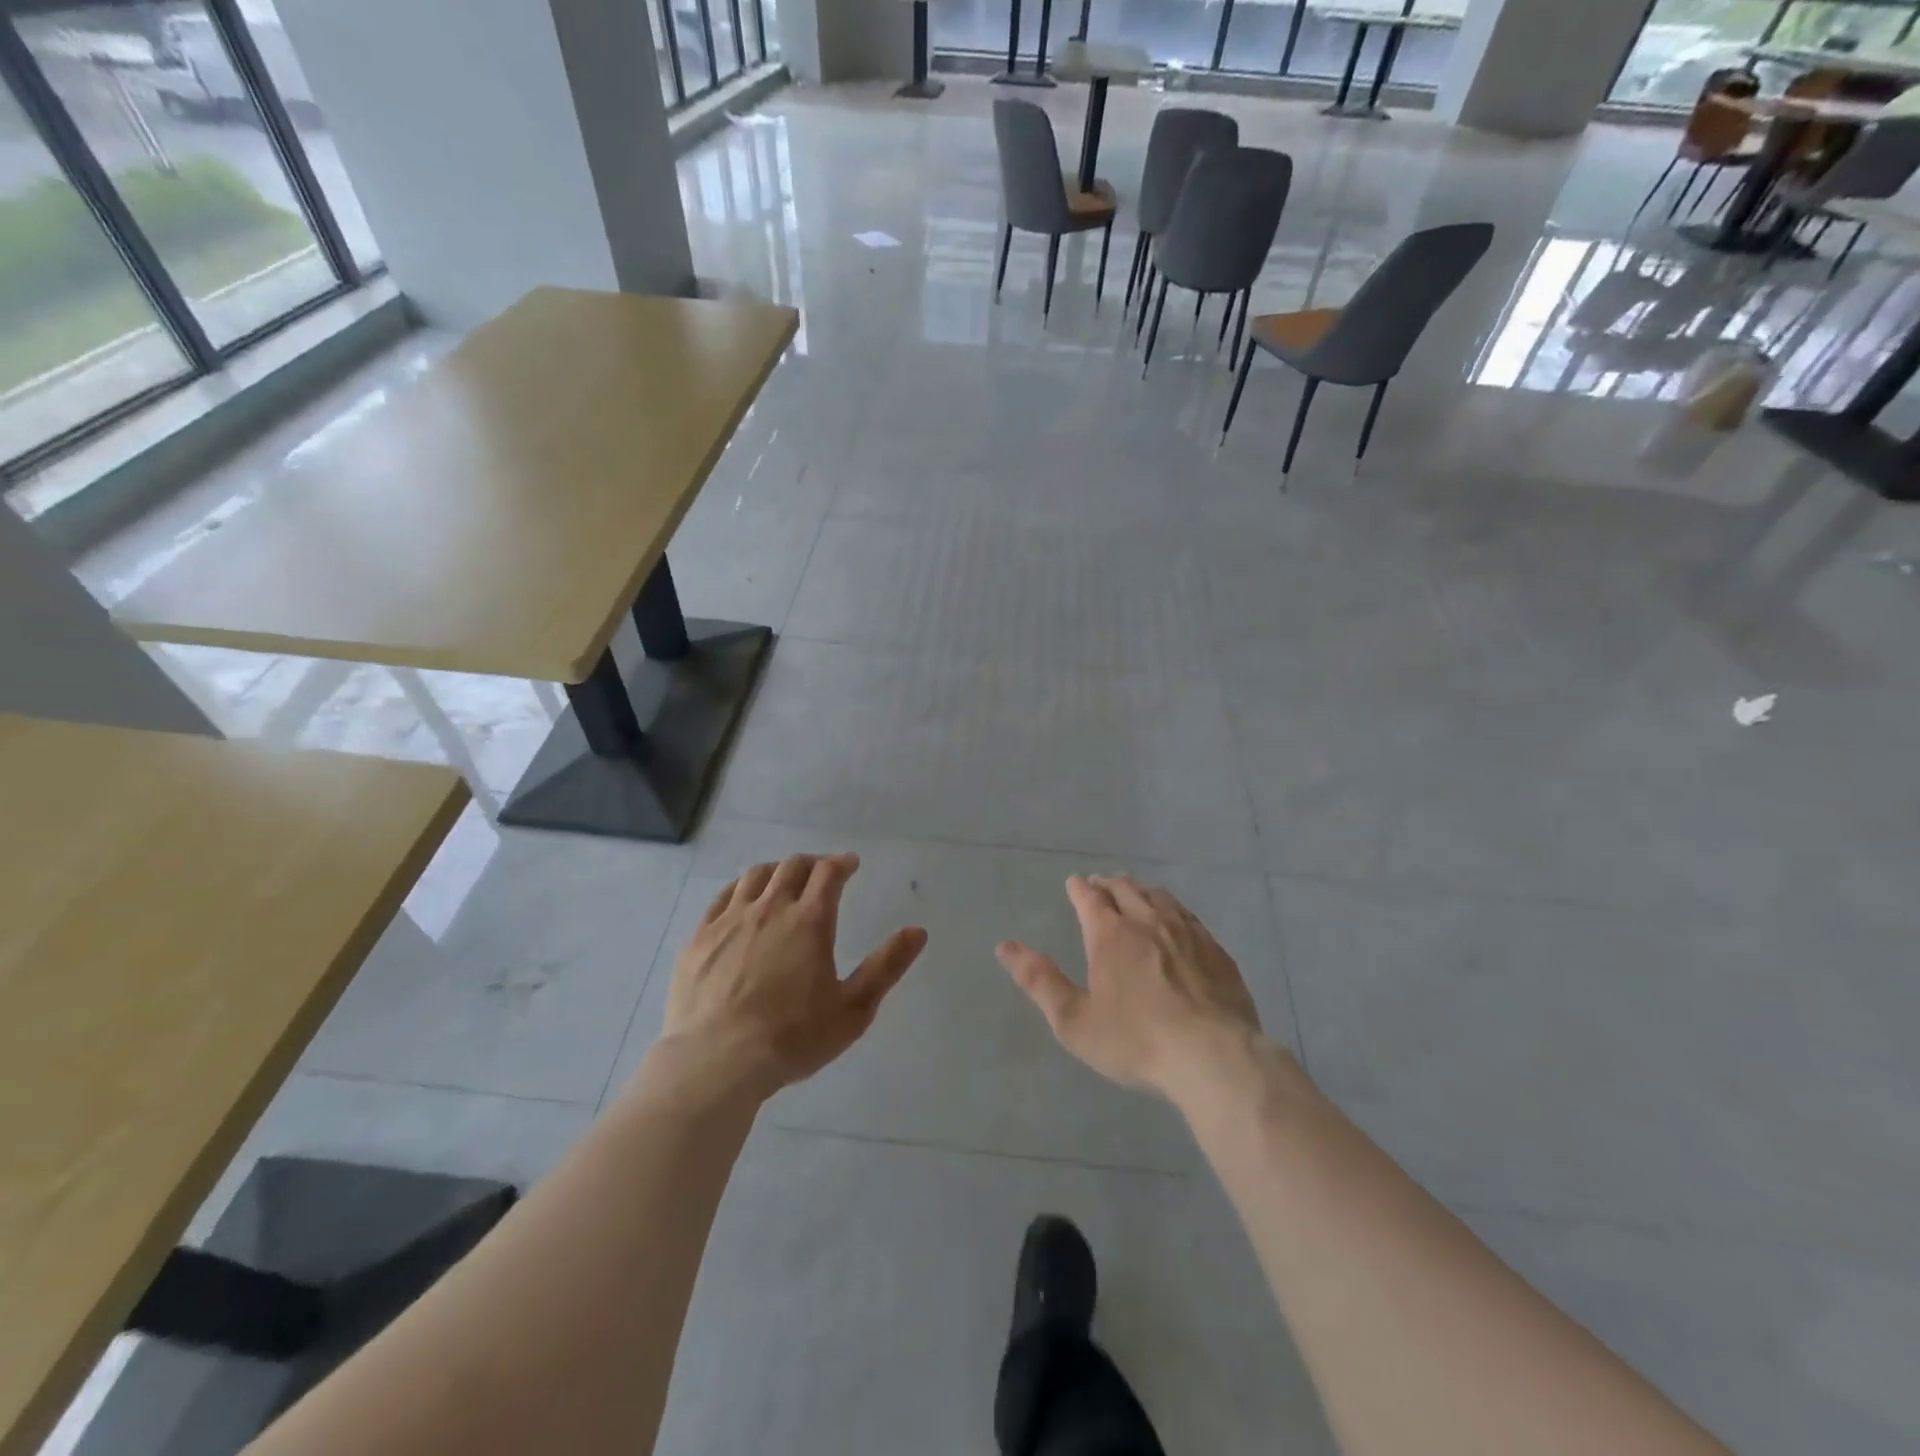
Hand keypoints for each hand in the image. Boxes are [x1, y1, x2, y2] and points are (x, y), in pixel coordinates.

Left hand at [660, 853, 926, 1095]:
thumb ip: (886, 966)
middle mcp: (770, 909)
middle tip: (821, 873)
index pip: (828, 873)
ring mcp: (730, 920)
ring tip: (783, 881)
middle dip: (812, 863)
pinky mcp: (699, 938)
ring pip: (755, 876)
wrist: (715, 1061)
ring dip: (776, 871)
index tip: (850, 864)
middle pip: (792, 867)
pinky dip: (739, 888)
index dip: (842, 863)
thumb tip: (918, 931)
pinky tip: (742, 899)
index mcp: (810, 921)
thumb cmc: (792, 1038)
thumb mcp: (853, 1009)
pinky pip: (721, 897)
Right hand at [998, 874, 1263, 1102]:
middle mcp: (1148, 921)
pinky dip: (1173, 909)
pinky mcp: (1215, 950)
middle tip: (1101, 884)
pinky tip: (1177, 921)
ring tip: (1136, 895)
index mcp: (1110, 934)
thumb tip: (1004, 946)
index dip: (1079, 888)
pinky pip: (1189, 916)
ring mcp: (1186, 932)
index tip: (1074, 883)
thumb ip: (1039, 980)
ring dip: (1142, 892)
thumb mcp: (1074, 1020)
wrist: (1213, 1056)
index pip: (1090, 897)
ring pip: (1160, 897)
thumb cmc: (1135, 1040)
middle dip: (1109, 884)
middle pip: (1126, 889)